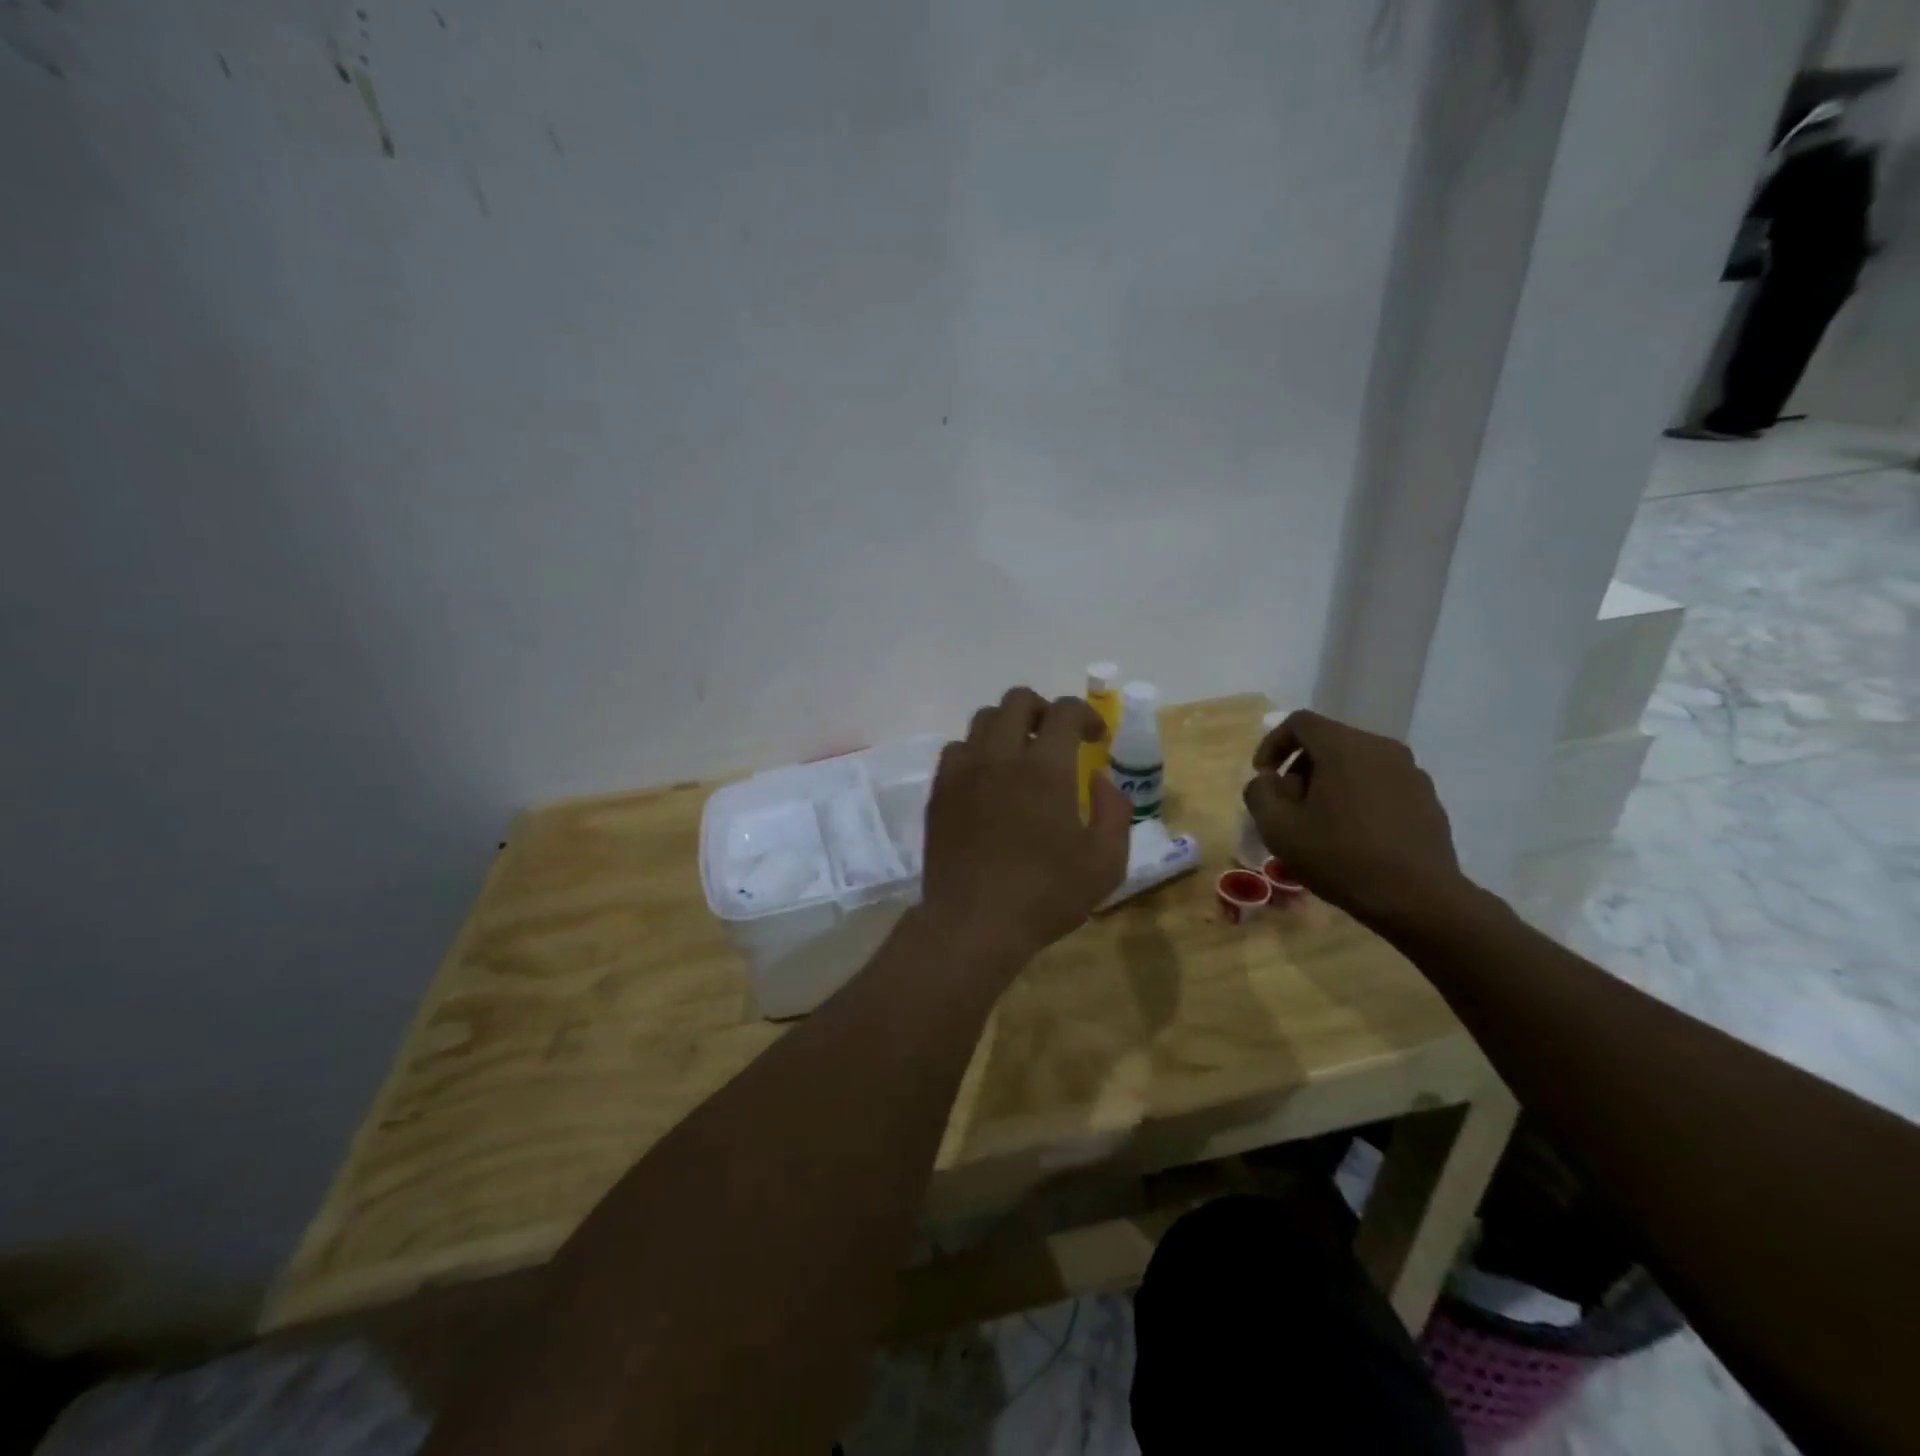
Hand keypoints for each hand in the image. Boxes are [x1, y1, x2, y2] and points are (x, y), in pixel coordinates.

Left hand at [919, 687, 1130, 971]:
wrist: (972, 923)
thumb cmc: (1045, 895)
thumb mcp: (1105, 862)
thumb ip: (1114, 811)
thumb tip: (1101, 779)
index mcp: (1045, 769)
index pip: (1064, 712)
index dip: (1086, 714)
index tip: (1096, 736)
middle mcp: (1000, 756)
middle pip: (1017, 700)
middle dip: (1043, 709)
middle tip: (1056, 738)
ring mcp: (963, 771)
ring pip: (982, 719)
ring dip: (1008, 727)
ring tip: (1020, 755)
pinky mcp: (940, 790)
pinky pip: (956, 749)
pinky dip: (977, 752)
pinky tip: (987, 779)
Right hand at [1243, 710, 1471, 934]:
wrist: (1419, 899)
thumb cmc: (1341, 858)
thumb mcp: (1278, 829)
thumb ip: (1260, 793)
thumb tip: (1268, 780)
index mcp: (1344, 747)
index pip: (1299, 722)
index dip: (1272, 744)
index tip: (1263, 777)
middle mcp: (1381, 748)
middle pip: (1328, 742)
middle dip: (1300, 768)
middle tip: (1288, 806)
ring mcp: (1410, 772)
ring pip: (1355, 763)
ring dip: (1329, 783)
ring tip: (1320, 823)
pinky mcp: (1427, 798)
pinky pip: (1380, 783)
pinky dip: (1358, 796)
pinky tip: (1353, 835)